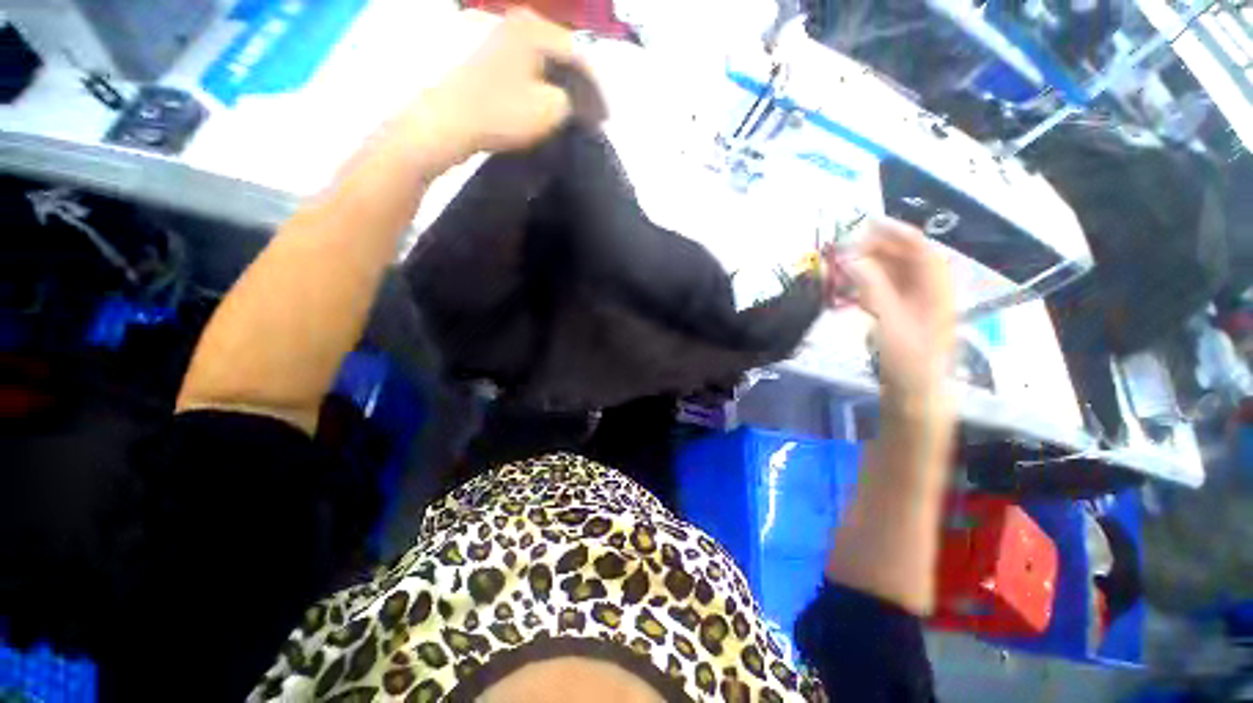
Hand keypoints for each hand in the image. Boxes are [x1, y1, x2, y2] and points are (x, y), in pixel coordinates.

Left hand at [403, 9, 598, 169]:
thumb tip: (574, 102)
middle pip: (561, 57)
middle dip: (579, 89)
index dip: (597, 91)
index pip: (580, 57)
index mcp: (534, 29)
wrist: (448, 122)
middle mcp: (516, 24)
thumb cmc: (502, 112)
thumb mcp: (551, 109)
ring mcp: (498, 39)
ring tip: (572, 115)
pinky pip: (525, 72)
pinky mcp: (485, 59)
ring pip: (543, 65)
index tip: (606, 118)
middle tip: (592, 116)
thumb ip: (573, 102)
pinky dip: (540, 90)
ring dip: (560, 90)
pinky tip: (546, 108)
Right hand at [826, 218, 955, 410]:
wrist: (915, 388)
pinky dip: (866, 283)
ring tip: (843, 264)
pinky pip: (884, 289)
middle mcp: (928, 288)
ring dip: (868, 265)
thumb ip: (870, 285)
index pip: (919, 247)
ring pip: (892, 273)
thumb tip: (849, 257)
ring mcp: (914, 301)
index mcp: (935, 286)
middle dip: (876, 249)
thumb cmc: (908, 356)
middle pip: (904, 257)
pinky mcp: (901, 313)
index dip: (895, 232)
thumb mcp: (889, 319)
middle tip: (846, 246)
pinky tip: (850, 286)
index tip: (866, 224)